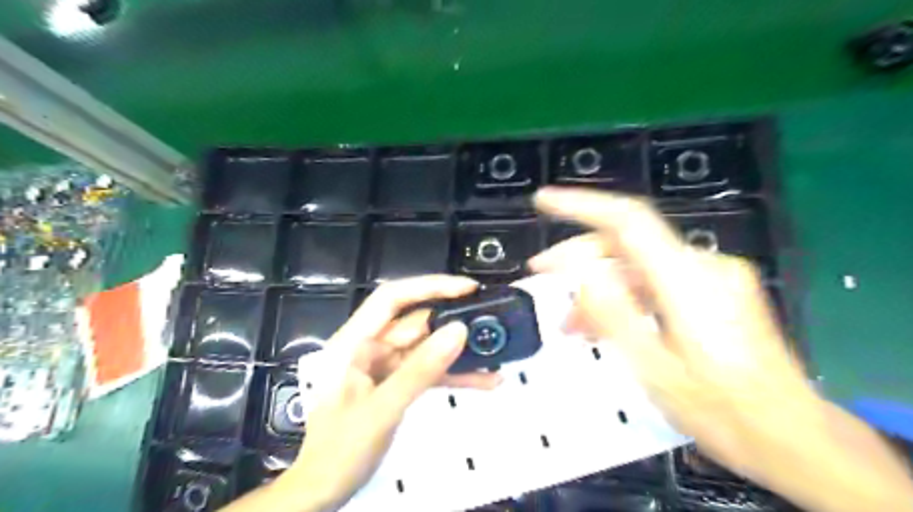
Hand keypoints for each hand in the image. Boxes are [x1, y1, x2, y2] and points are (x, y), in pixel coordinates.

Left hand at [275, 275, 497, 510]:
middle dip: (453, 324)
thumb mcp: (382, 408)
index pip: (392, 298)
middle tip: (490, 324)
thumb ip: (420, 370)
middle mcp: (371, 347)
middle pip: (416, 323)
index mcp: (355, 342)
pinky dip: (453, 375)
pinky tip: (482, 381)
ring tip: (495, 356)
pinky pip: (429, 371)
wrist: (325, 490)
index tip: (466, 289)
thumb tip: (458, 331)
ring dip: (458, 354)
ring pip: (427, 348)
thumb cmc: (340, 449)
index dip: (428, 287)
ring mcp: (385, 366)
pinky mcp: (397, 383)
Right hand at [529, 188, 912, 510]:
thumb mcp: (654, 368)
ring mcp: (712, 277)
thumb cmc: (720, 410)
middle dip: (579, 256)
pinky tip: (604, 324)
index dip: (582, 204)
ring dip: (600, 285)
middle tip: (539, 273)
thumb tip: (580, 270)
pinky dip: (624, 295)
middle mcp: (703, 266)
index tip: (543, 200)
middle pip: (627, 243)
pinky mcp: (714, 292)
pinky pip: (655, 281)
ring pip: (638, 265)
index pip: (628, 220)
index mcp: (688, 280)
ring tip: (569, 322)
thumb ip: (614, 313)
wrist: (792, 436)